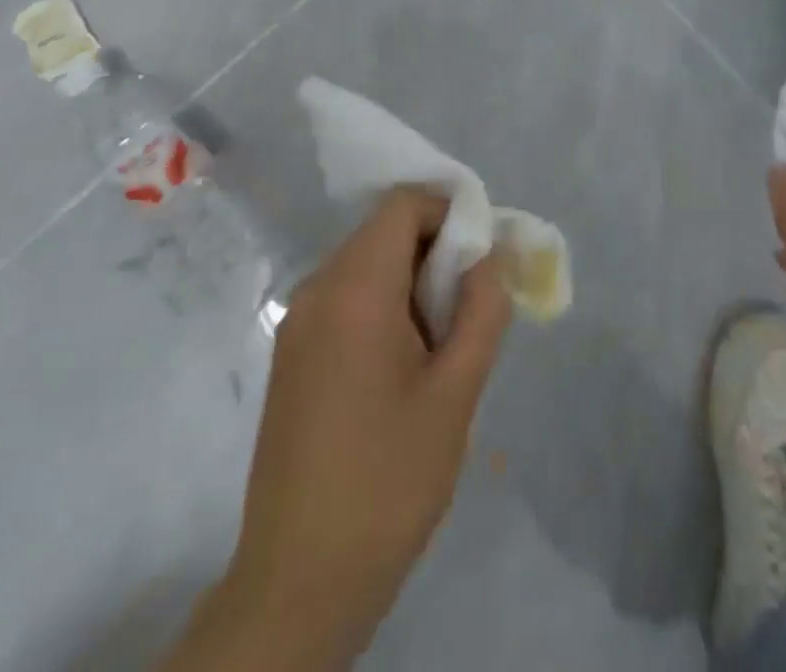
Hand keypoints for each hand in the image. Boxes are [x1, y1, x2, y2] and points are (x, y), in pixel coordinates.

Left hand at [163, 188, 510, 671]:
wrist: (299, 581)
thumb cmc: (387, 480)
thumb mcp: (456, 392)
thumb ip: (483, 309)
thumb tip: (493, 255)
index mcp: (354, 288)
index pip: (404, 204)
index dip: (450, 213)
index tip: (483, 259)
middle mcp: (317, 289)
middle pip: (385, 231)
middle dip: (437, 252)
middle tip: (471, 307)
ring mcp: (298, 323)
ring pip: (368, 264)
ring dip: (413, 282)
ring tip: (444, 343)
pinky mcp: (292, 354)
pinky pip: (347, 298)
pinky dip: (385, 305)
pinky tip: (406, 366)